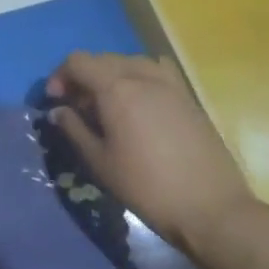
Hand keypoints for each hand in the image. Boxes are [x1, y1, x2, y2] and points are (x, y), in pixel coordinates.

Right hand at [46, 52, 255, 251]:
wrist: (212, 208)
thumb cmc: (147, 187)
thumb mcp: (100, 162)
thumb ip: (74, 129)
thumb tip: (58, 111)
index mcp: (116, 88)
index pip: (78, 61)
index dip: (60, 76)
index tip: (55, 102)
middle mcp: (142, 76)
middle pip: (103, 59)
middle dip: (84, 77)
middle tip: (78, 108)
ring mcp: (170, 84)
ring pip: (130, 63)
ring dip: (111, 76)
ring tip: (109, 105)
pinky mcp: (188, 97)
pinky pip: (155, 72)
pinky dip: (138, 79)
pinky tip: (139, 106)